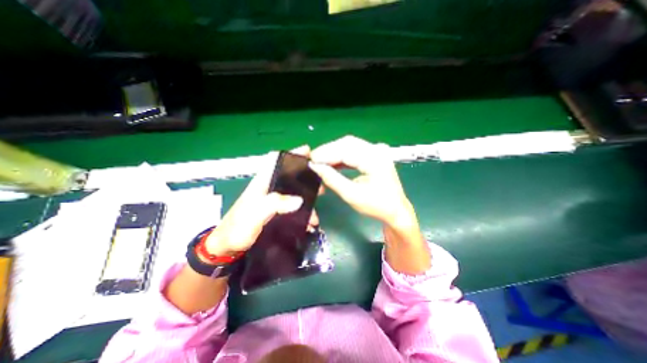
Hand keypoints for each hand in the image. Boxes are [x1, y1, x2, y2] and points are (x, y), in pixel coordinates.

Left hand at [205, 145, 319, 256]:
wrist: (227, 248)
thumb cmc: (238, 229)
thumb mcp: (254, 216)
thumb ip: (274, 205)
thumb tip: (299, 200)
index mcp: (261, 183)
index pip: (275, 161)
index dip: (291, 154)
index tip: (308, 152)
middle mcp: (268, 188)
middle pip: (289, 176)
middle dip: (305, 178)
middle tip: (320, 185)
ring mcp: (272, 201)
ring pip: (293, 193)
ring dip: (306, 200)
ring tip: (316, 211)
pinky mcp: (275, 212)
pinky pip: (292, 207)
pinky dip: (302, 213)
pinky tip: (309, 223)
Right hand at [310, 135, 419, 227]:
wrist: (396, 211)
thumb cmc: (377, 206)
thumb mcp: (352, 195)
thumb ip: (332, 179)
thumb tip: (315, 167)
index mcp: (375, 159)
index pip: (345, 150)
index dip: (325, 154)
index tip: (310, 160)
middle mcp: (377, 150)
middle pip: (347, 143)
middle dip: (328, 151)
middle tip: (313, 160)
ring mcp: (377, 151)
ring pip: (349, 145)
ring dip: (333, 153)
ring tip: (320, 162)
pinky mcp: (374, 155)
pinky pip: (354, 151)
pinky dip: (341, 157)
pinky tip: (332, 163)